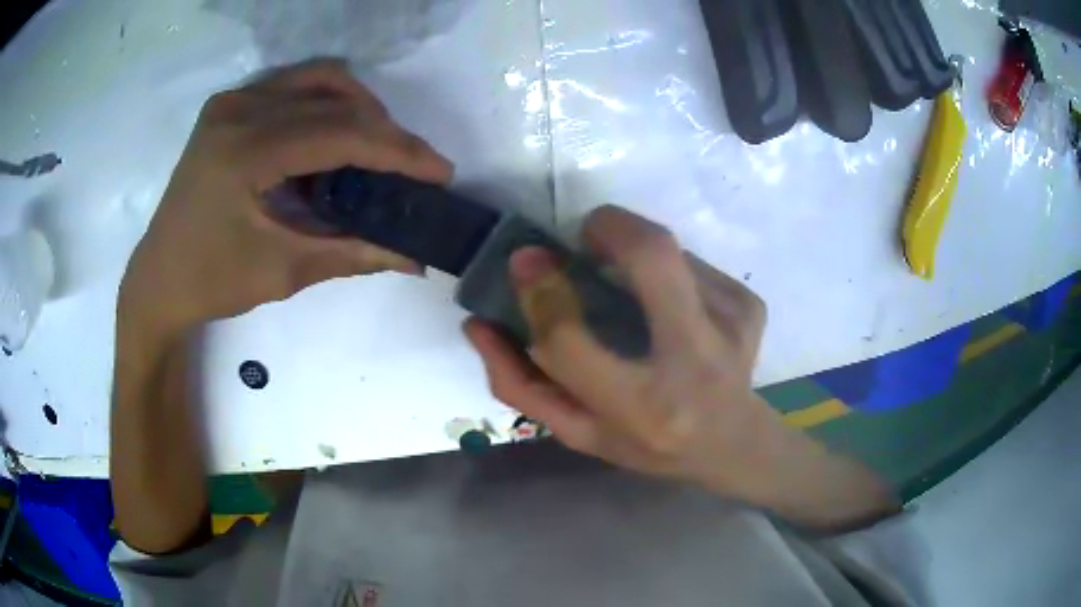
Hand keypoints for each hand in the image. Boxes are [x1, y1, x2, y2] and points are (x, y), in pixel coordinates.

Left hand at [120, 59, 452, 334]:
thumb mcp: (283, 271)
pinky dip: (325, 104)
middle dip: (384, 131)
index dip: (396, 151)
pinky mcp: (228, 106)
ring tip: (374, 151)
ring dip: (357, 109)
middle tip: (408, 169)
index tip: (439, 171)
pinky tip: (332, 139)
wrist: (158, 280)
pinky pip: (293, 86)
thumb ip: (352, 252)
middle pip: (335, 99)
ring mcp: (231, 101)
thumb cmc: (211, 282)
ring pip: (318, 80)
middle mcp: (239, 110)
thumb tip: (413, 258)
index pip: (339, 133)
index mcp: (245, 151)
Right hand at [466, 206, 895, 529]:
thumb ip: (519, 384)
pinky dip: (671, 273)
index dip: (540, 292)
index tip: (525, 260)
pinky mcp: (751, 305)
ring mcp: (732, 325)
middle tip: (588, 235)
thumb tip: (478, 323)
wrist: (733, 444)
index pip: (570, 340)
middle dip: (611, 226)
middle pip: (652, 256)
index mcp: (639, 408)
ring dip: (637, 255)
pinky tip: (676, 310)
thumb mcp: (576, 430)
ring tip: (634, 293)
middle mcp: (693, 361)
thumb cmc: (646, 444)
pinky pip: (695, 265)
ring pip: (671, 252)